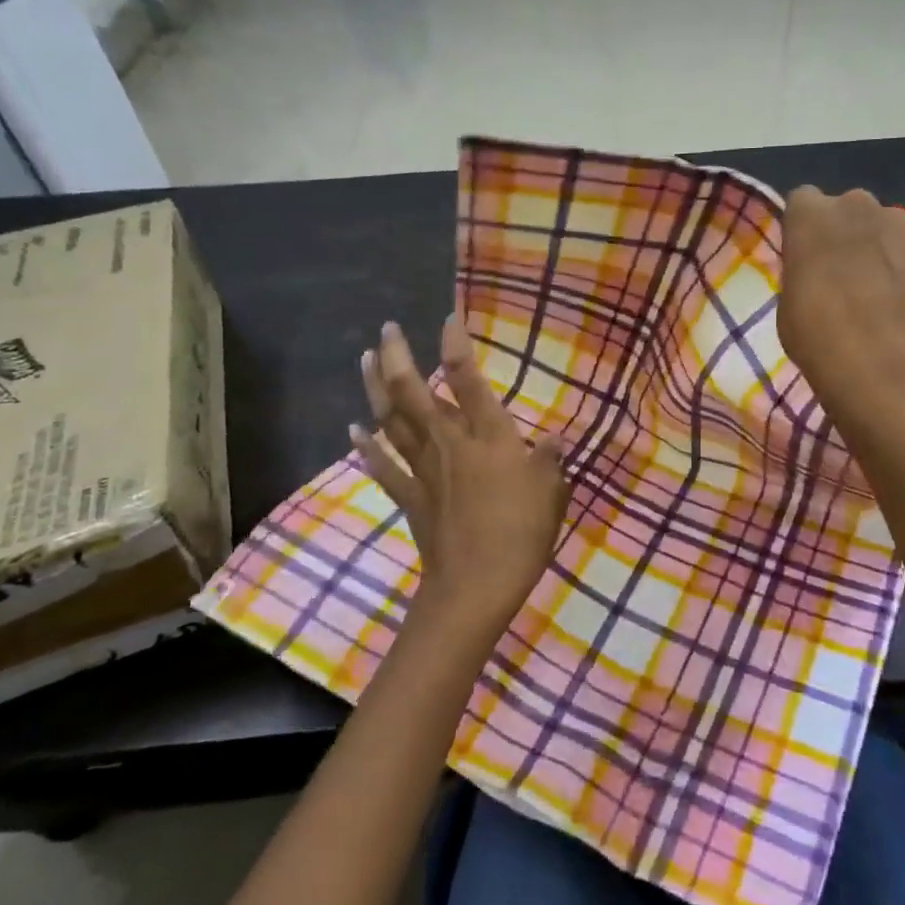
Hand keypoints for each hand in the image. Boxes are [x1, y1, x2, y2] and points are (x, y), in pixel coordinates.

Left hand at [352, 318, 567, 652]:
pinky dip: (366, 446)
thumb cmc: (521, 534)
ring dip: (374, 387)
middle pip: (413, 391)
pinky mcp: (409, 497)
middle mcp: (449, 442)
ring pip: (391, 420)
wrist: (476, 586)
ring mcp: (423, 469)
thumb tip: (551, 439)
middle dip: (397, 355)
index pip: (467, 378)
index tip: (448, 317)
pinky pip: (383, 465)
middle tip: (387, 328)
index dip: (455, 343)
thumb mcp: (551, 492)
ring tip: (364, 358)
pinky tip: (353, 430)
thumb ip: (548, 461)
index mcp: (487, 435)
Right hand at [778, 187, 904, 419]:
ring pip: (888, 223)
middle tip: (847, 272)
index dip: (808, 228)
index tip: (809, 255)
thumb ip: (803, 268)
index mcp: (809, 213)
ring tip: (886, 284)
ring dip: (885, 243)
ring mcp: (900, 219)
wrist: (873, 359)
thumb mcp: (789, 298)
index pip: (804, 201)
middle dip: (848, 232)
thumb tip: (818, 269)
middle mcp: (854, 202)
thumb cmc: (813, 333)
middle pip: (849, 208)